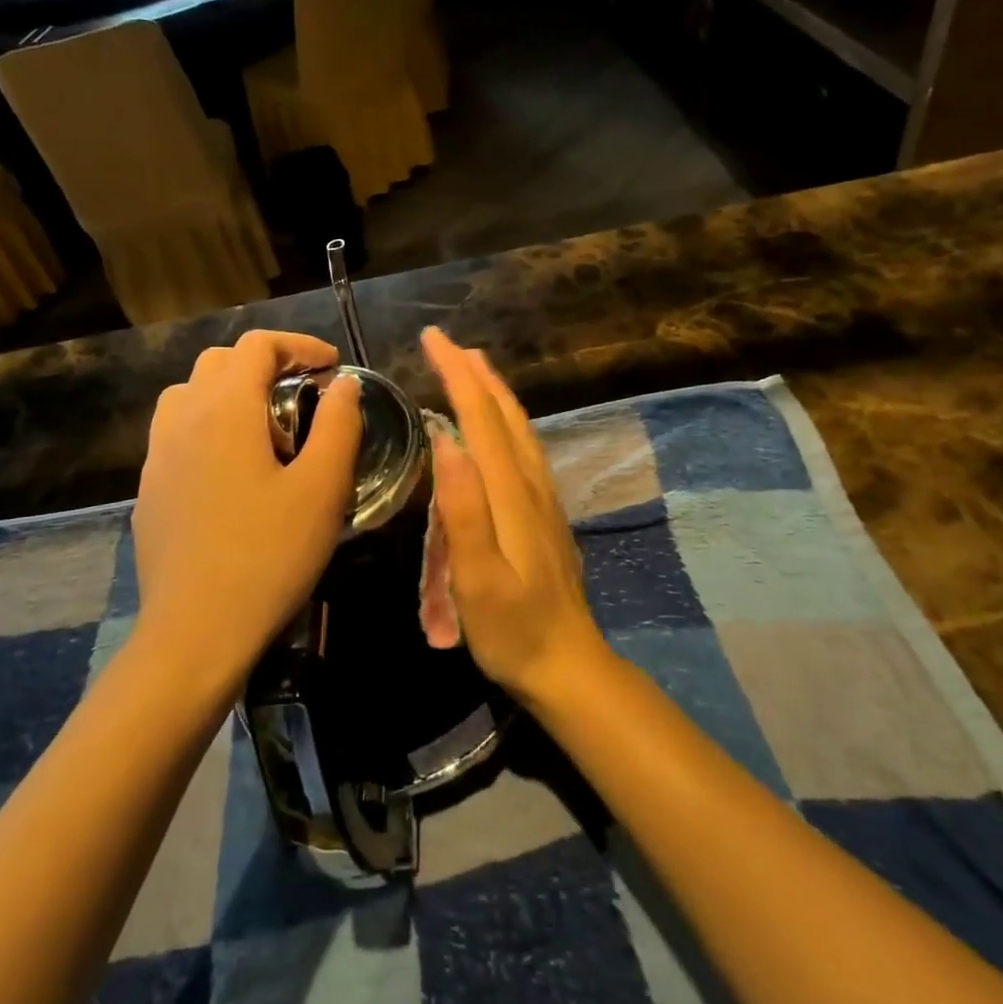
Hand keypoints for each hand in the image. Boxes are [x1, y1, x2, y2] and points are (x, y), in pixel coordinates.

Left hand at [132, 331, 362, 673]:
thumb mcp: (322, 489)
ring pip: (190, 394)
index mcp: (225, 410)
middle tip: (304, 394)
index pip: (257, 346)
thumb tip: (343, 384)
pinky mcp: (150, 489)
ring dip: (231, 392)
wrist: (195, 631)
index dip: (299, 346)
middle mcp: (183, 419)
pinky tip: (234, 470)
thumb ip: (338, 425)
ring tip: (267, 428)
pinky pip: (177, 432)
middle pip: (220, 362)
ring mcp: (158, 455)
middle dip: (266, 364)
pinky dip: (209, 425)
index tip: (332, 368)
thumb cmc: (269, 556)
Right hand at [421, 326, 610, 706]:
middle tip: (448, 344)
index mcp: (511, 494)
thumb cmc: (513, 630)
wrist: (568, 664)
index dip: (457, 374)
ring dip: (495, 392)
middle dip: (476, 373)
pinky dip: (507, 421)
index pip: (481, 418)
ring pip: (520, 429)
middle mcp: (531, 485)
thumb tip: (446, 440)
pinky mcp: (545, 514)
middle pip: (504, 414)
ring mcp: (543, 499)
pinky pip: (524, 449)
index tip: (433, 339)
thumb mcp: (478, 579)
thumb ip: (463, 510)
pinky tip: (500, 427)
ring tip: (474, 368)